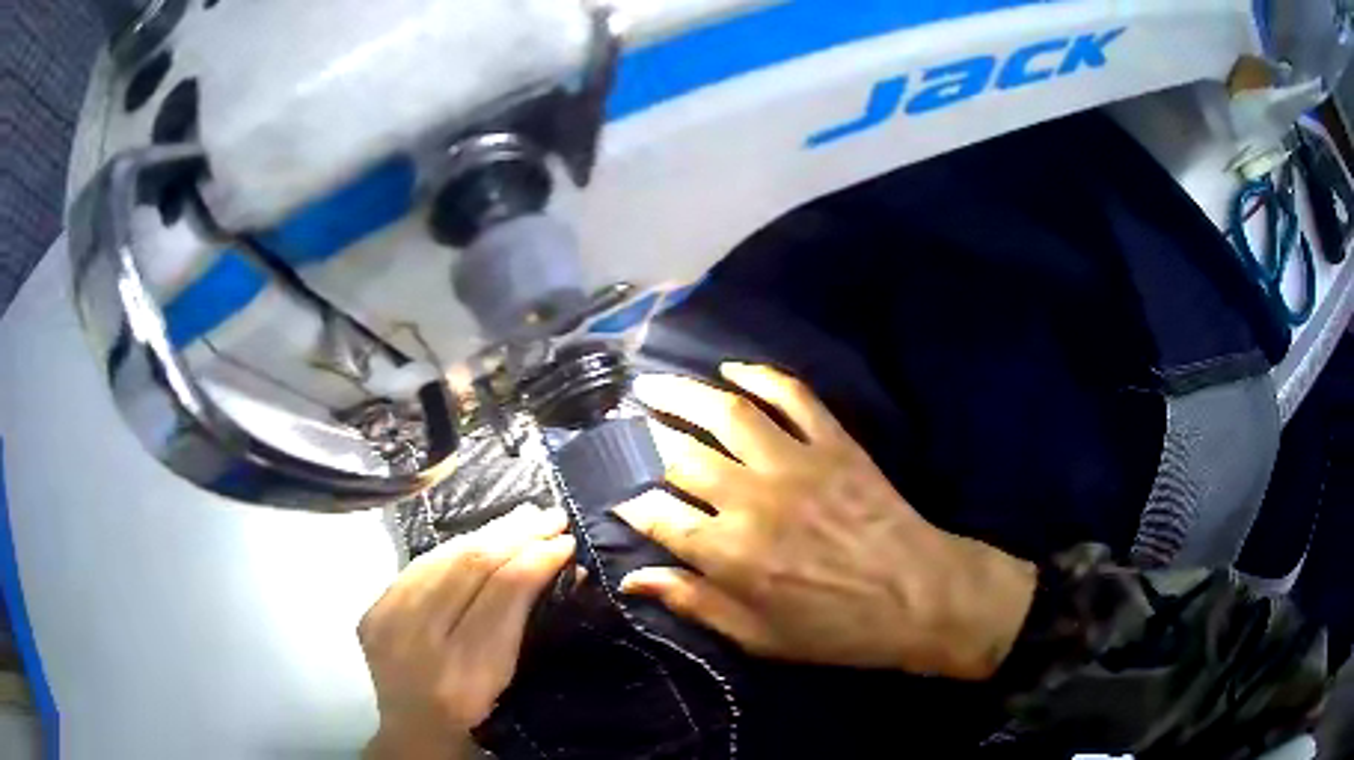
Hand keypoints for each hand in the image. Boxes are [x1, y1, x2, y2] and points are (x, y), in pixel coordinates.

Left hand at [359, 505, 575, 759]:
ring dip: (485, 532)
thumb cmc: (474, 710)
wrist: (413, 728)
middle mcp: (418, 639)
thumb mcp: (508, 675)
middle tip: (550, 515)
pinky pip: (418, 567)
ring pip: (440, 558)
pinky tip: (477, 537)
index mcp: (465, 669)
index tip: (565, 541)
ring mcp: (387, 620)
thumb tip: (564, 567)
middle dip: (514, 534)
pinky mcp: (371, 610)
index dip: (535, 560)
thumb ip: (528, 622)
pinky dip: (453, 549)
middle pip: (467, 567)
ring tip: (520, 517)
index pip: (502, 594)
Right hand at [615, 363, 1035, 680]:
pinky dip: (760, 376)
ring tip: (655, 383)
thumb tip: (632, 577)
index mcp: (730, 554)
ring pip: (727, 413)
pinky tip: (733, 369)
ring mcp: (796, 463)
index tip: (616, 491)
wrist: (918, 597)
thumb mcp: (758, 636)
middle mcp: (752, 500)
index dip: (627, 499)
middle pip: (680, 454)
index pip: (656, 513)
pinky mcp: (834, 442)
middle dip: (642, 435)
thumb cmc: (835, 627)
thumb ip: (693, 603)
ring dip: (684, 393)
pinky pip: (792, 396)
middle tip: (624, 422)